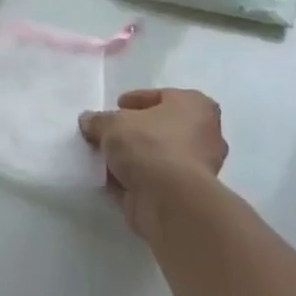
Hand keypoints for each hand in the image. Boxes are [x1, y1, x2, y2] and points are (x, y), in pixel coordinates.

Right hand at [79, 89, 229, 239]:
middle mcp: (205, 134)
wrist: (169, 199)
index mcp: (195, 107)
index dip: (138, 100)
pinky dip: (138, 178)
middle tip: (112, 132)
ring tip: (107, 157)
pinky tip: (114, 179)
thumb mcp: (112, 123)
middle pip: (163, 127)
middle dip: (137, 130)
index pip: (164, 96)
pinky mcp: (188, 194)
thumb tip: (89, 121)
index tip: (117, 106)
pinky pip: (157, 179)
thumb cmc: (148, 145)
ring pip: (160, 155)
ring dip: (136, 157)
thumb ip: (99, 120)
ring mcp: (200, 167)